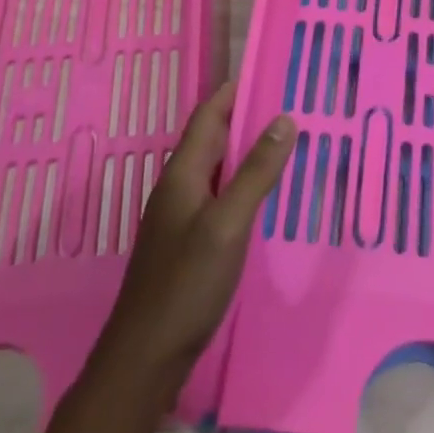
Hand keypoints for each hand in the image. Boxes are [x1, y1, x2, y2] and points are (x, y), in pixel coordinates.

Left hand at [91, 81, 293, 389]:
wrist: (144, 358)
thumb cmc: (186, 284)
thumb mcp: (228, 223)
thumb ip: (256, 172)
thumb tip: (284, 119)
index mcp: (183, 173)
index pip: (208, 115)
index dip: (234, 92)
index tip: (269, 74)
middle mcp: (178, 187)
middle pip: (212, 139)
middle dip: (245, 119)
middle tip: (288, 108)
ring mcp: (179, 217)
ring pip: (216, 169)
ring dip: (245, 153)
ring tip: (284, 146)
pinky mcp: (186, 244)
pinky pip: (217, 197)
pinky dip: (241, 185)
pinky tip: (263, 198)